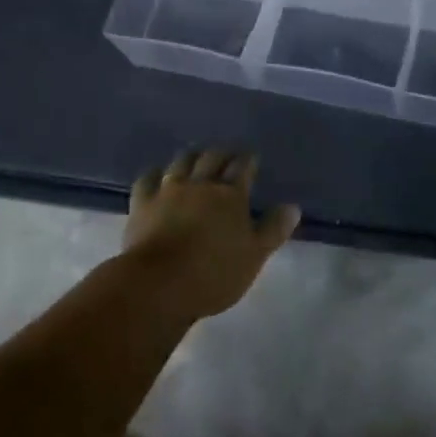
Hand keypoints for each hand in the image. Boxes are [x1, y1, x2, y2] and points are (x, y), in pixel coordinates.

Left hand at [123, 148, 299, 318]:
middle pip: (212, 158)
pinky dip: (155, 173)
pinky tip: (157, 174)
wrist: (160, 283)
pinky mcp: (142, 202)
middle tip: (228, 153)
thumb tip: (292, 206)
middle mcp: (200, 184)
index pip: (242, 168)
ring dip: (192, 155)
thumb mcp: (254, 256)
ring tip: (196, 155)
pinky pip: (148, 178)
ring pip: (182, 162)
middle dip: (222, 153)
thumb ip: (273, 229)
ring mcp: (168, 189)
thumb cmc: (215, 273)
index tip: (252, 156)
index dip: (248, 160)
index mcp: (230, 195)